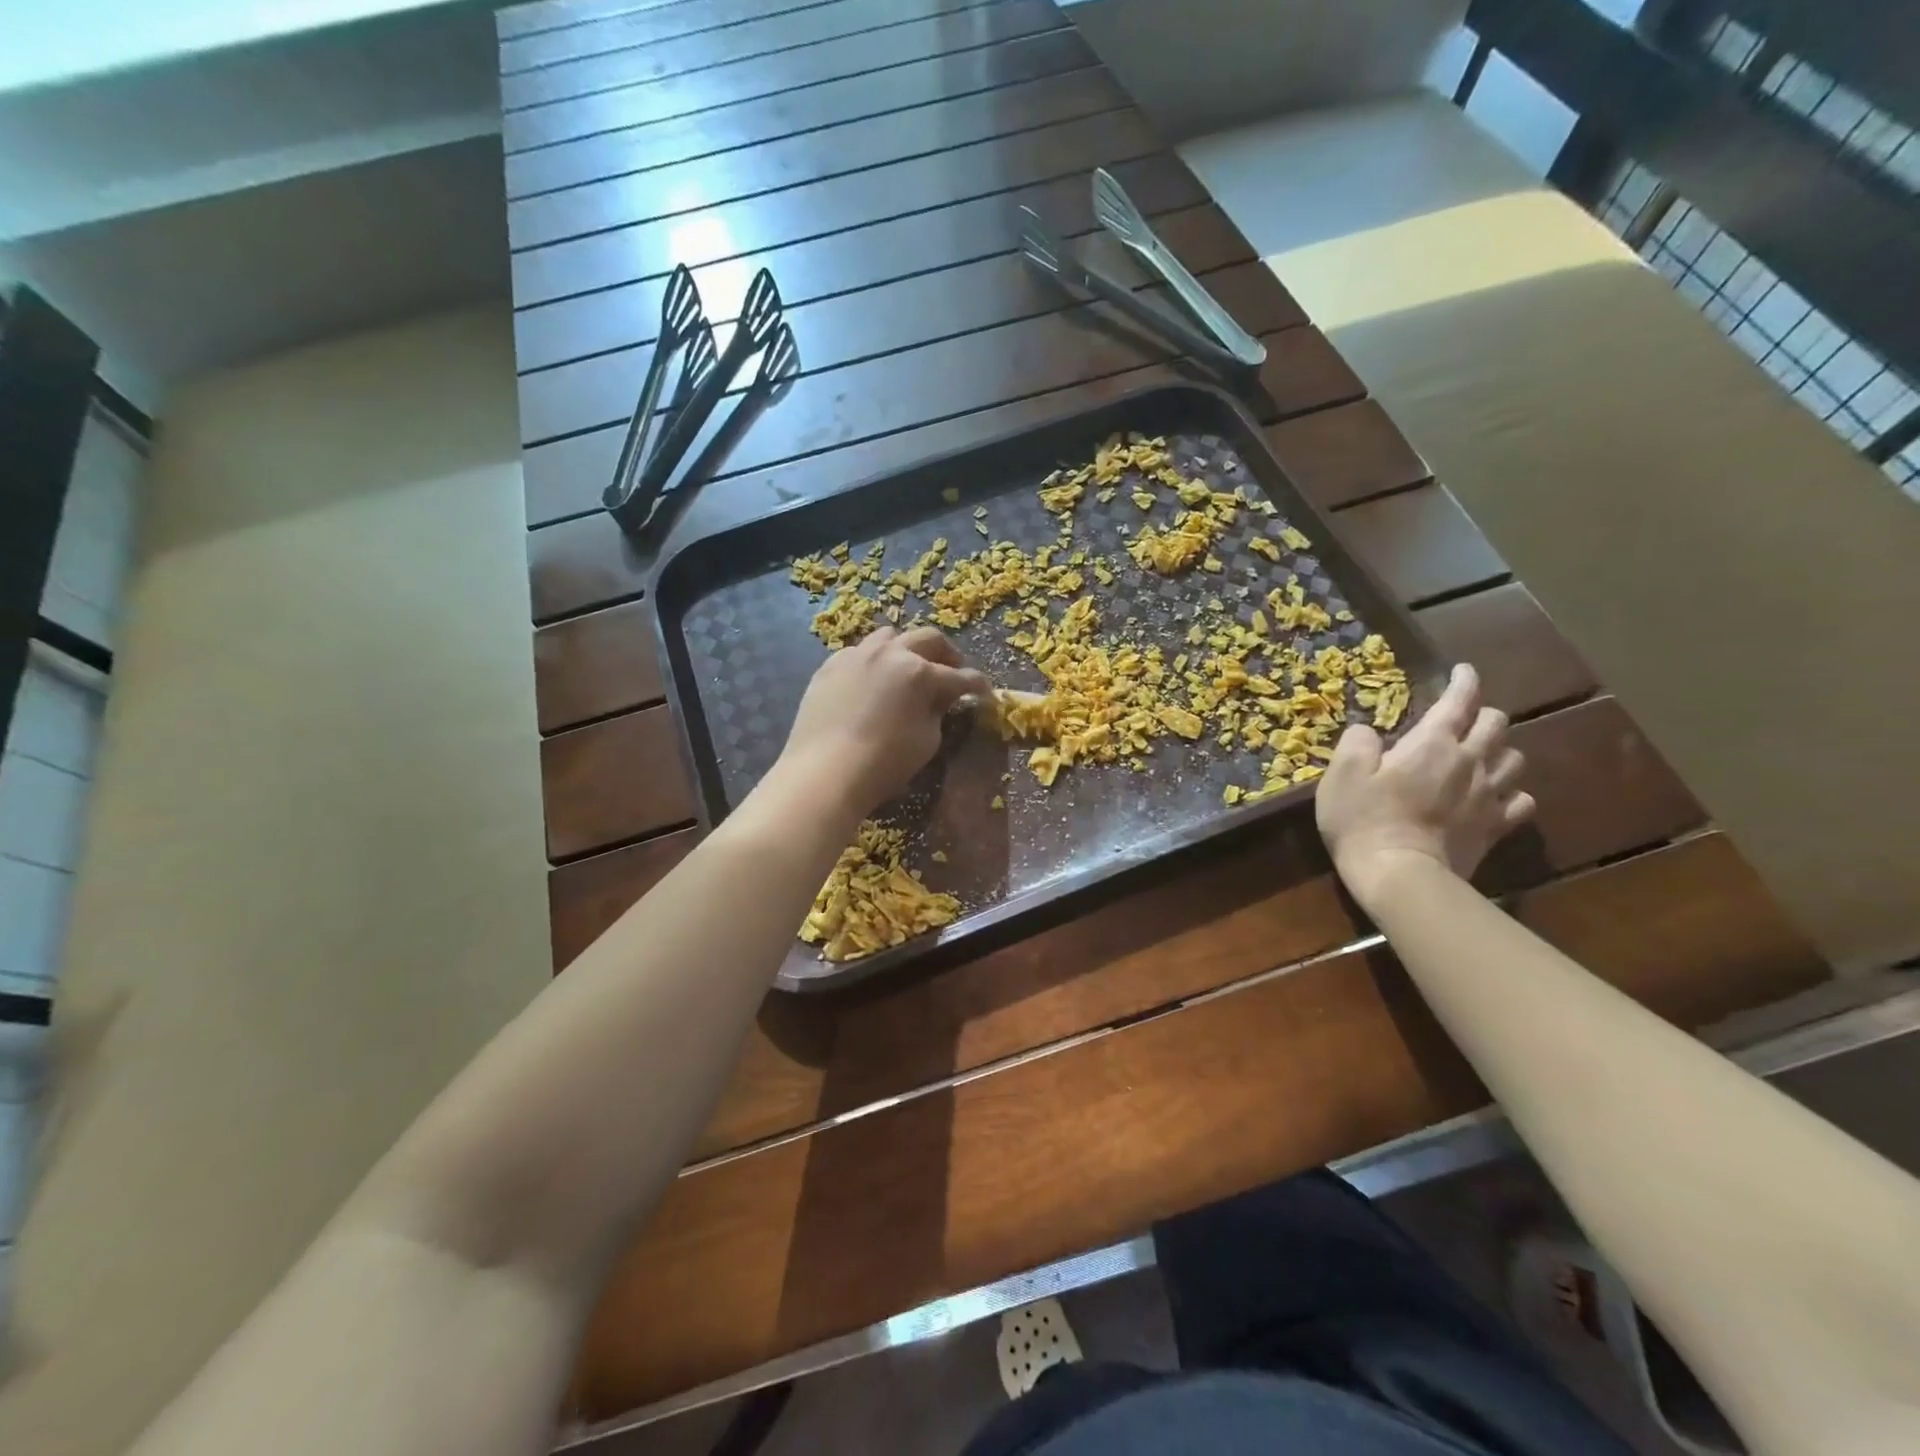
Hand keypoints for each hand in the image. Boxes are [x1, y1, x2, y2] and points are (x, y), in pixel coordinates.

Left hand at [772, 626, 991, 820]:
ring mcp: (857, 655)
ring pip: (890, 637)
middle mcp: (890, 653)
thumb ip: (937, 712)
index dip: (977, 684)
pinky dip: (874, 661)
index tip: (985, 691)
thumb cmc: (884, 763)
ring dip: (907, 648)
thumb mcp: (926, 741)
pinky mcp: (830, 666)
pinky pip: (859, 653)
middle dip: (947, 654)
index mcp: (920, 672)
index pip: (959, 676)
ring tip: (910, 667)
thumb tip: (938, 700)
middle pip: (928, 639)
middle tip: (952, 671)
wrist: (824, 772)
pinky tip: (873, 680)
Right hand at [1316, 663, 1534, 907]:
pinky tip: (1498, 795)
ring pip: (1515, 758)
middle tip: (1464, 717)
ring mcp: (1488, 796)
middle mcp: (1469, 761)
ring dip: (1500, 750)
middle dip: (1482, 714)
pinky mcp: (1495, 827)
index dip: (1463, 681)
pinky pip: (1521, 801)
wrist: (1399, 875)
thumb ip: (1356, 743)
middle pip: (1496, 724)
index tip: (1462, 671)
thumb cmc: (1363, 820)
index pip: (1459, 700)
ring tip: (1483, 754)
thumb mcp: (1341, 775)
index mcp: (1432, 743)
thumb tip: (1368, 732)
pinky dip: (1513, 792)